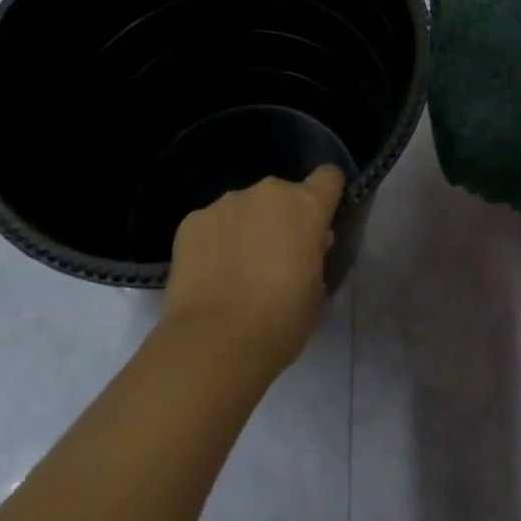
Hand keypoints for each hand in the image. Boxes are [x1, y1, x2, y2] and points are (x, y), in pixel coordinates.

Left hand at [161, 166, 343, 378]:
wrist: (213, 344)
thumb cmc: (279, 322)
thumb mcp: (314, 293)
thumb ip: (314, 258)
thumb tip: (306, 247)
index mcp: (306, 205)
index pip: (329, 176)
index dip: (326, 195)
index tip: (320, 221)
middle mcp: (269, 192)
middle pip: (281, 195)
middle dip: (279, 219)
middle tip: (272, 260)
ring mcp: (227, 202)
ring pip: (243, 208)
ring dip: (244, 229)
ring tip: (233, 274)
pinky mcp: (192, 221)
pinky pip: (210, 225)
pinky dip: (212, 244)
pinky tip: (207, 279)